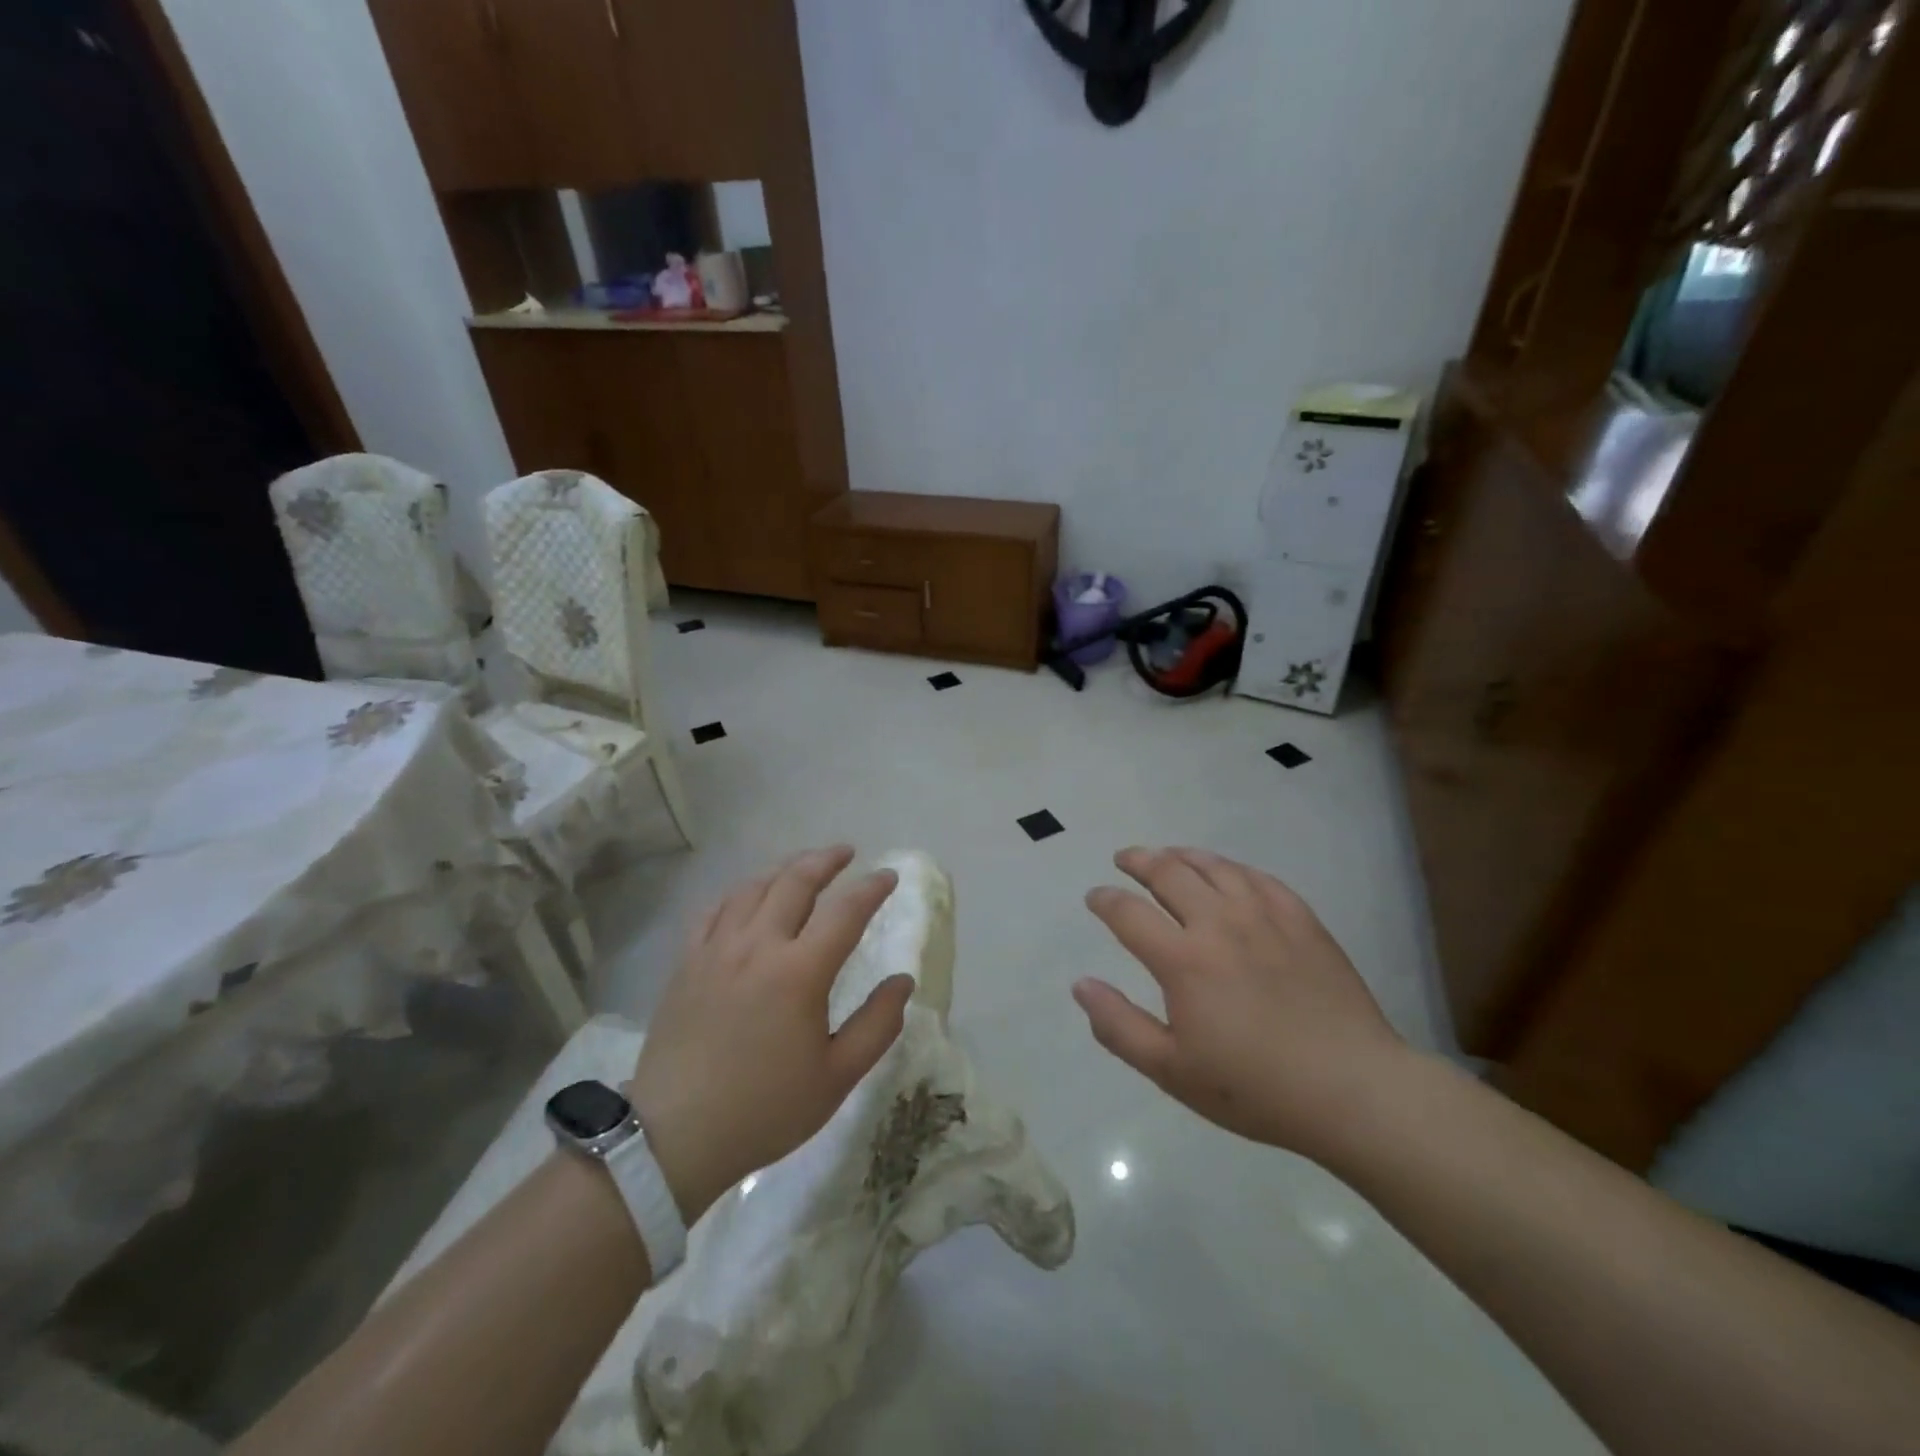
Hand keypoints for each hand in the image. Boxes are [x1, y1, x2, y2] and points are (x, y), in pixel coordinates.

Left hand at [629, 846, 911, 1222]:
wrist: (675, 1136)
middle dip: (826, 860)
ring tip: (803, 866)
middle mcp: (758, 946)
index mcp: (800, 972)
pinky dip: (739, 892)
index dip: (871, 888)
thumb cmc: (765, 1109)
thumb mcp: (837, 1077)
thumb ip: (877, 1025)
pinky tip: (748, 896)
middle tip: (846, 853)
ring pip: (754, 888)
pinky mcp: (687, 962)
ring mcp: (717, 949)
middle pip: (795, 882)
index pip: (845, 911)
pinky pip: (714, 909)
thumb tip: (904, 981)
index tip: (888, 877)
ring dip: (784, 869)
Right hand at [1074, 846, 1408, 1161]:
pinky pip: (1258, 878)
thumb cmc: (1255, 1087)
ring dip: (1182, 855)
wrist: (1353, 1090)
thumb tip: (1081, 984)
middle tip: (1124, 859)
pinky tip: (1226, 872)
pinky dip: (1231, 867)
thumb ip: (1119, 1026)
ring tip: (1167, 855)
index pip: (1128, 913)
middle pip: (1168, 873)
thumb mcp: (1172, 1071)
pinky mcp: (1301, 920)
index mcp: (1182, 960)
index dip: (1105, 900)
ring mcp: (1264, 916)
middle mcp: (1218, 923)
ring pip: (1213, 866)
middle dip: (1138, 861)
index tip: (1095, 897)